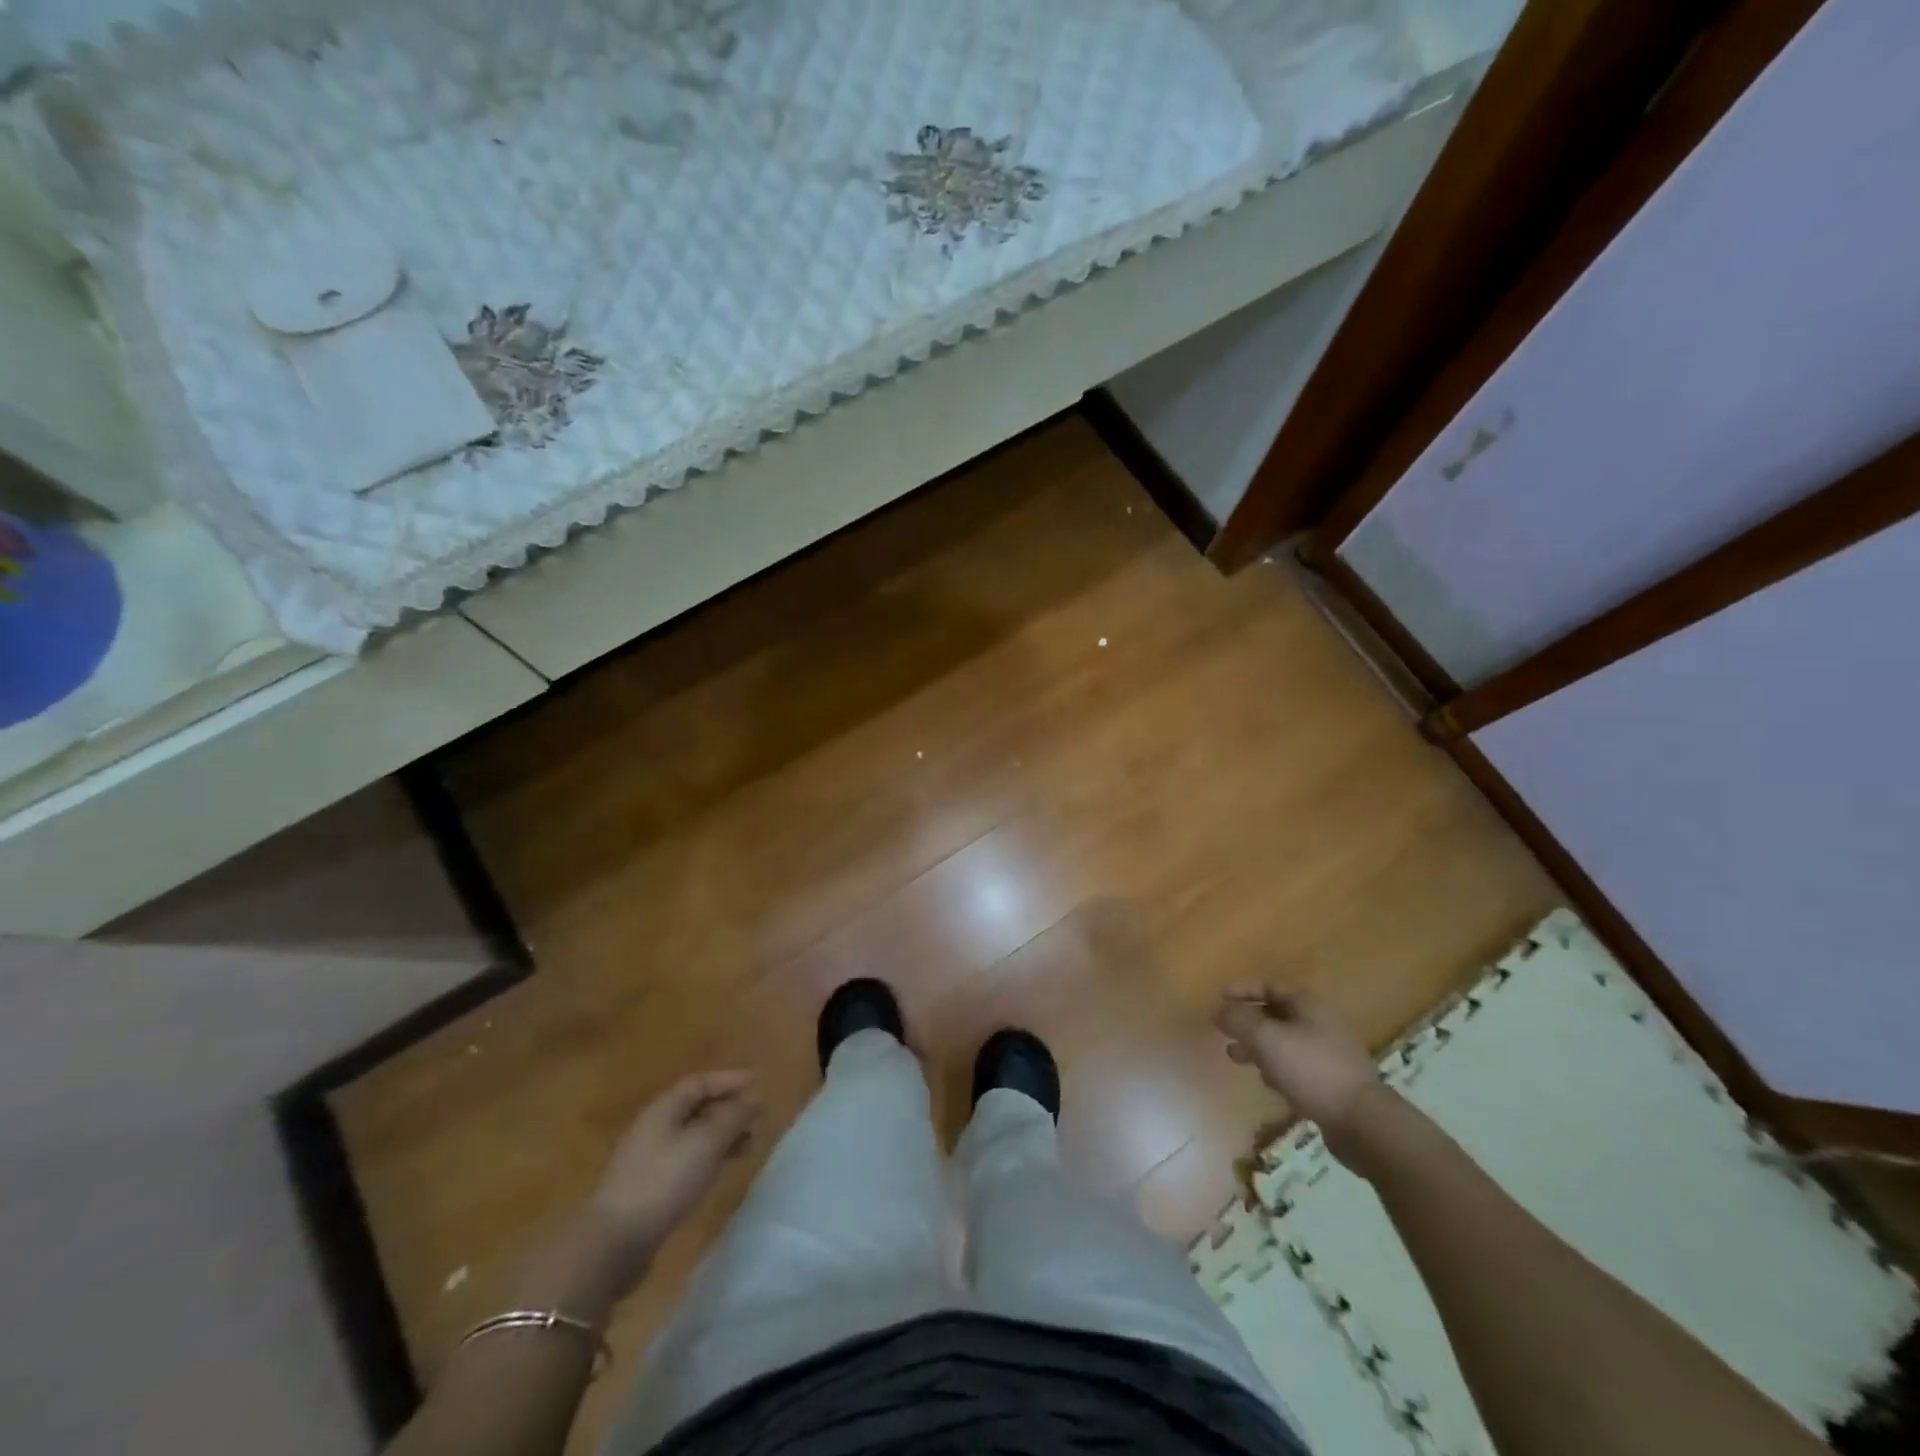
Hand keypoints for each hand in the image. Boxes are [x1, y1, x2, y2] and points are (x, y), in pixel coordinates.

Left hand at [586, 1070, 762, 1287]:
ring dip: (721, 1135)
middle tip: (757, 1117)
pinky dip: (709, 1157)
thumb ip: (733, 1117)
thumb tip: (756, 1098)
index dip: (730, 1080)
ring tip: (747, 1146)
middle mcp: (654, 1127)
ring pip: (693, 1135)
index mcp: (663, 1109)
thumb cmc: (663, 1182)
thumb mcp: (706, 1143)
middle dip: (728, 1108)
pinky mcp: (649, 1186)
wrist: (612, 1244)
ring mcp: (648, 1158)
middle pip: (696, 1107)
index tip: (759, 1083)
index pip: (700, 1082)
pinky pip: (686, 1158)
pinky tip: (720, 1171)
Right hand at [1214, 985, 1379, 1139]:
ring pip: (1283, 1042)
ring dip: (1257, 1047)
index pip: (1270, 987)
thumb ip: (1239, 1020)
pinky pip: (1295, 1065)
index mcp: (1308, 1005)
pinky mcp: (1331, 1081)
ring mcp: (1328, 1052)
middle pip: (1275, 1014)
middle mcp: (1320, 1023)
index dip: (1243, 989)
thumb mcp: (1266, 1038)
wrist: (1361, 1121)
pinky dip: (1276, 1067)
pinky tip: (1268, 1082)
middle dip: (1247, 1022)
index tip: (1219, 998)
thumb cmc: (1311, 1069)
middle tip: (1224, 1031)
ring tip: (1236, 1057)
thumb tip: (1219, 1010)